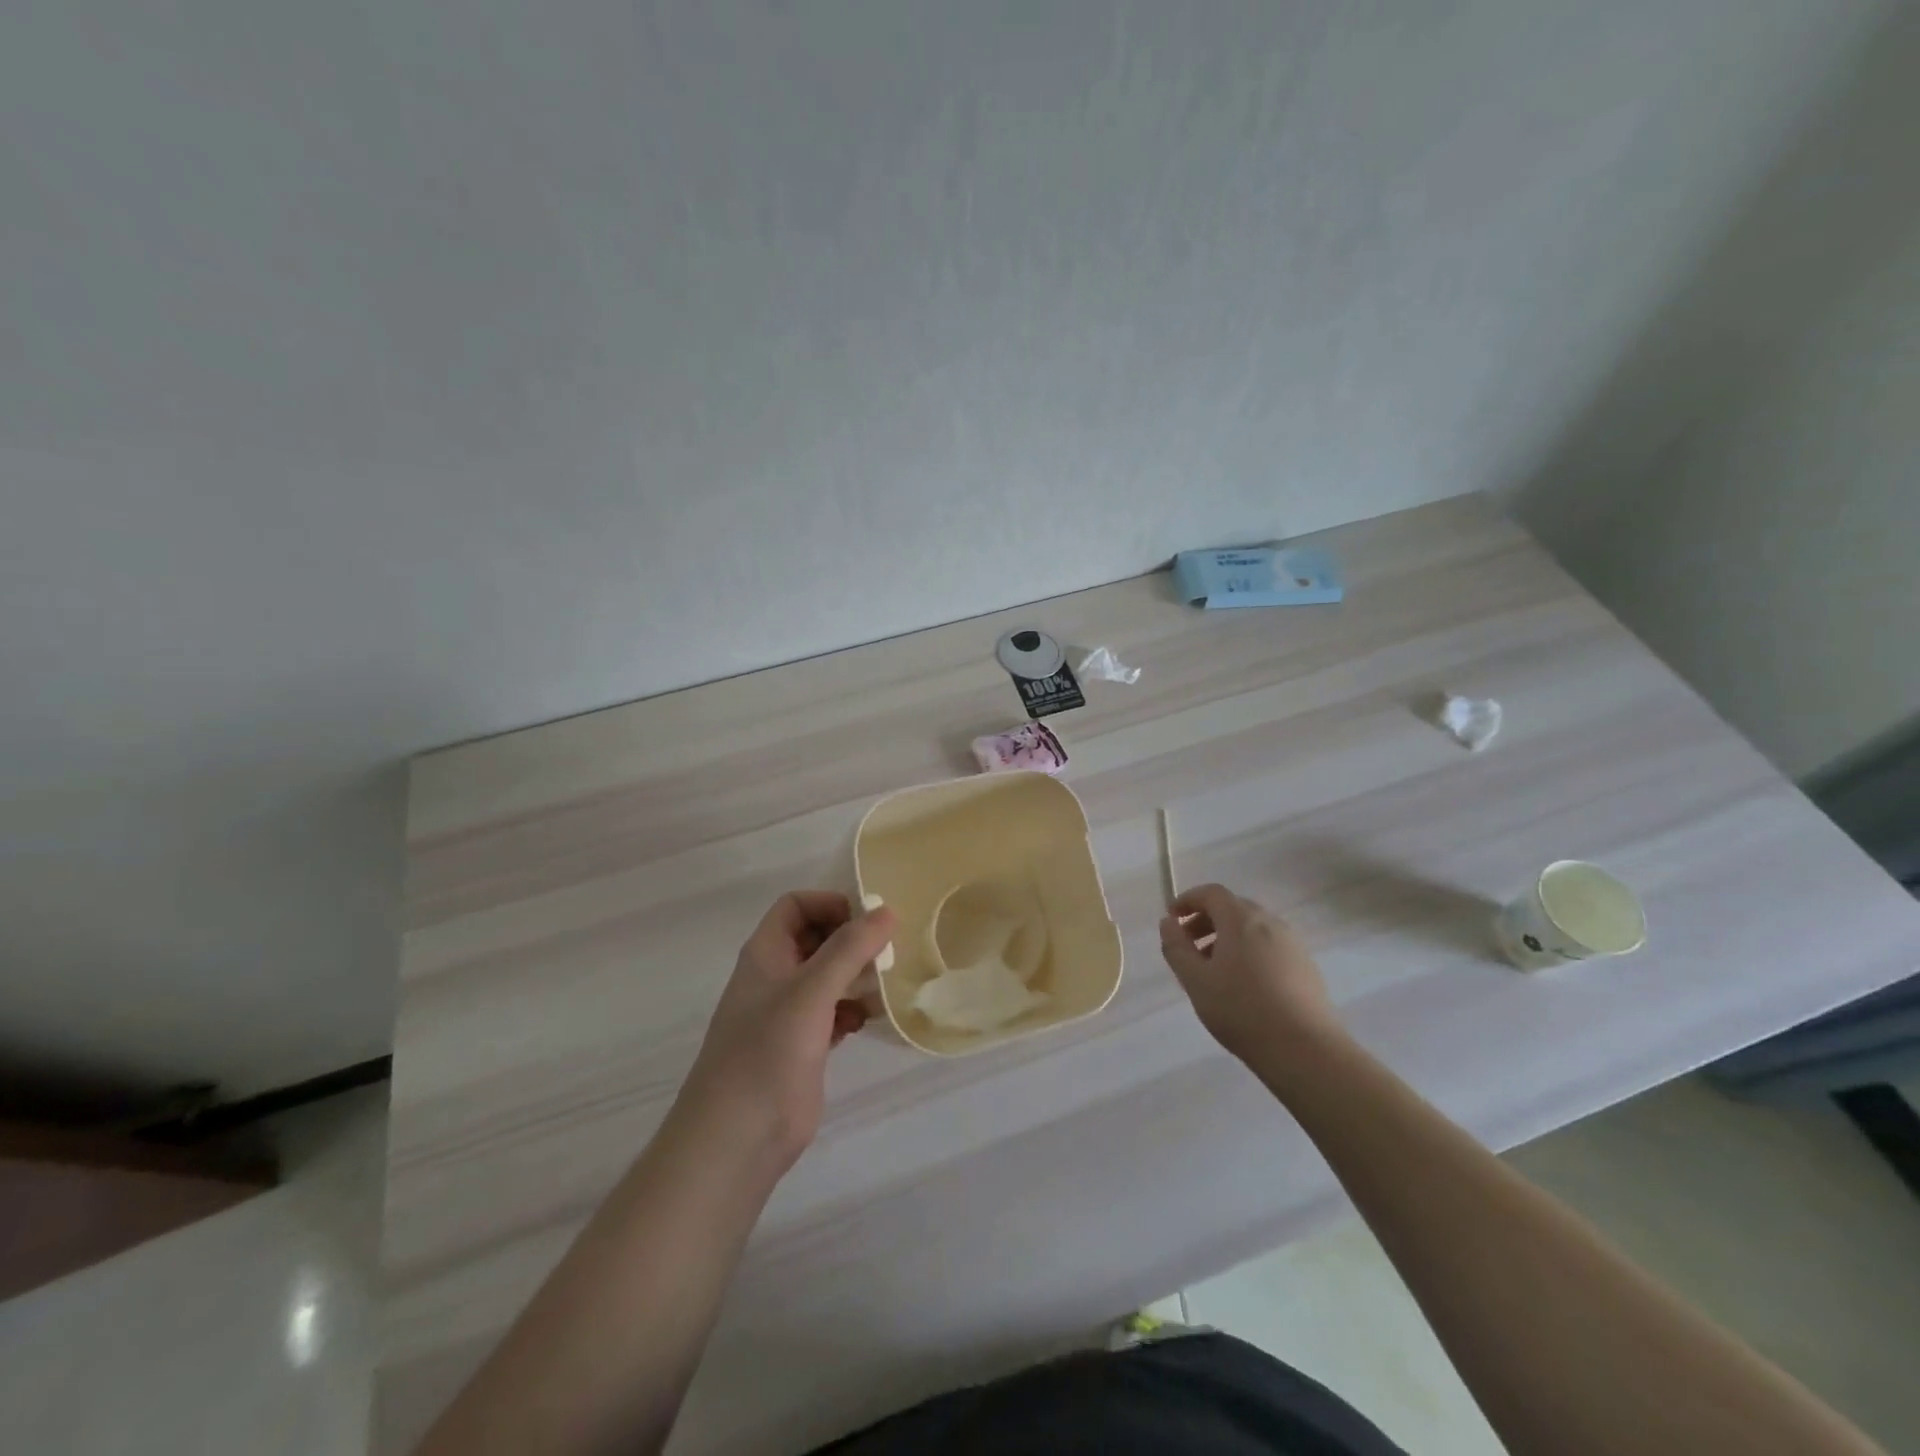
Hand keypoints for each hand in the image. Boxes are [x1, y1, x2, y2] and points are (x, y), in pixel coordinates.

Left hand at [680, 891, 896, 1172]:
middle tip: (889, 948)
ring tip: (887, 981)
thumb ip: (849, 949)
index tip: (868, 920)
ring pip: (827, 977)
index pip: (796, 906)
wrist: (737, 1139)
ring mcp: (788, 1014)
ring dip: (857, 974)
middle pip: (815, 938)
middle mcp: (775, 977)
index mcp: (765, 954)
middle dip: (851, 939)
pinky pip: (833, 1012)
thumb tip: (886, 911)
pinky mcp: (803, 1046)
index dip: (830, 903)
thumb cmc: (768, 1052)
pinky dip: (853, 1009)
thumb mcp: (811, 991)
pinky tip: (870, 1019)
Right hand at [1159, 883, 1339, 1063]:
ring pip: (1252, 929)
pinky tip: (1244, 985)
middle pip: (1233, 908)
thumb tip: (1168, 923)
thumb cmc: (1242, 1010)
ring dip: (1227, 938)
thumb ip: (1177, 948)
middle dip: (1206, 920)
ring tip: (1213, 970)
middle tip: (1188, 946)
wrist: (1305, 1050)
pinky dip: (1249, 952)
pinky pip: (1269, 946)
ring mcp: (1292, 944)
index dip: (1188, 900)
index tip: (1172, 918)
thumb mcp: (1196, 981)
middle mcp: (1270, 923)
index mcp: (1241, 920)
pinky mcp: (1306, 967)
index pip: (1211, 893)